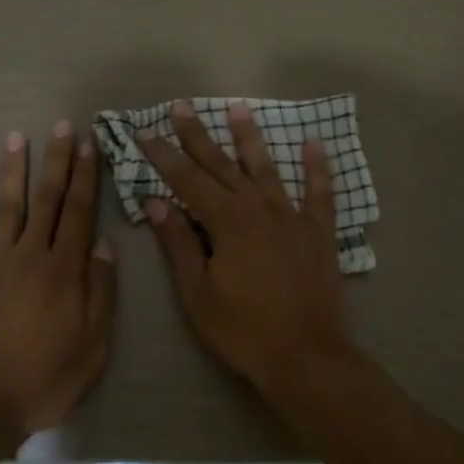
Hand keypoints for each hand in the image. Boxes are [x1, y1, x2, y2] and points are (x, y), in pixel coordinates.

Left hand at [0, 121, 117, 452]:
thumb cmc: (42, 380)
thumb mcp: (92, 346)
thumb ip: (100, 293)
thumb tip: (103, 245)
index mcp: (64, 272)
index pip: (78, 213)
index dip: (85, 177)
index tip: (90, 145)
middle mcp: (29, 256)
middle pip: (46, 201)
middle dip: (56, 161)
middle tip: (62, 126)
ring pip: (6, 207)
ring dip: (13, 171)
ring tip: (17, 137)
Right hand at [137, 99, 354, 397]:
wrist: (307, 357)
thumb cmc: (243, 330)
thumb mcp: (198, 293)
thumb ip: (178, 244)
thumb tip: (156, 203)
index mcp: (227, 222)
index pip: (187, 180)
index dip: (163, 155)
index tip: (144, 132)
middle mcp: (259, 209)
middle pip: (222, 165)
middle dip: (198, 135)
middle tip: (181, 106)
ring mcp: (292, 218)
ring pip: (266, 169)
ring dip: (249, 138)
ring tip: (237, 108)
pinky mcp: (319, 233)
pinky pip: (319, 193)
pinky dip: (316, 167)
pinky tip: (313, 143)